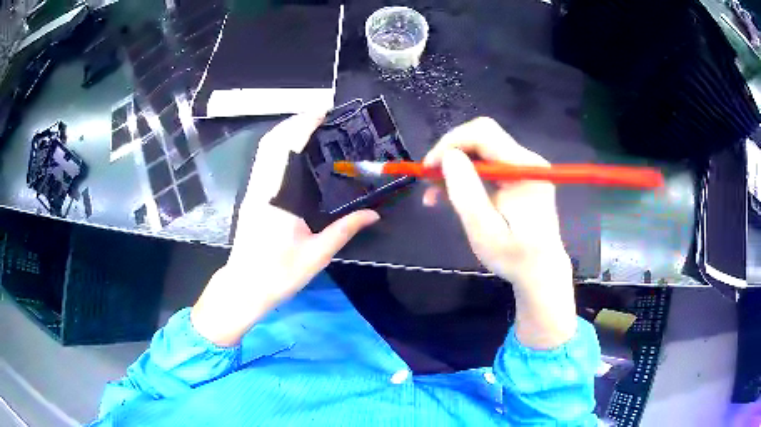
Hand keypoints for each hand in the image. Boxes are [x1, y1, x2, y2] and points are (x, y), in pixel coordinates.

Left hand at [191, 113, 379, 346]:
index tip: (322, 113)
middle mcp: (261, 187)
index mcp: (278, 198)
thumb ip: (345, 229)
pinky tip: (293, 150)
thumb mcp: (317, 254)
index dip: (304, 126)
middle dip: (294, 121)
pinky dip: (277, 146)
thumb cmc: (279, 274)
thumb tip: (373, 214)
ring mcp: (252, 191)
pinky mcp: (250, 197)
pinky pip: (262, 161)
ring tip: (309, 126)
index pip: (288, 149)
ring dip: (284, 132)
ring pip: (264, 150)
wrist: (244, 287)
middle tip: (320, 115)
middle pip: (272, 141)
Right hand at [423, 117, 576, 348]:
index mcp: (524, 169)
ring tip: (434, 193)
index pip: (483, 133)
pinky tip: (450, 194)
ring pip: (481, 150)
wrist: (540, 272)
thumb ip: (467, 192)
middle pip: (481, 138)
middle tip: (429, 180)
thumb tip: (449, 156)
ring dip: (455, 167)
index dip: (451, 143)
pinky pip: (487, 165)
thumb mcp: (485, 231)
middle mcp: (527, 160)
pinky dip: (466, 176)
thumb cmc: (514, 257)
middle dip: (450, 154)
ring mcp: (524, 168)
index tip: (429, 169)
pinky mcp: (519, 177)